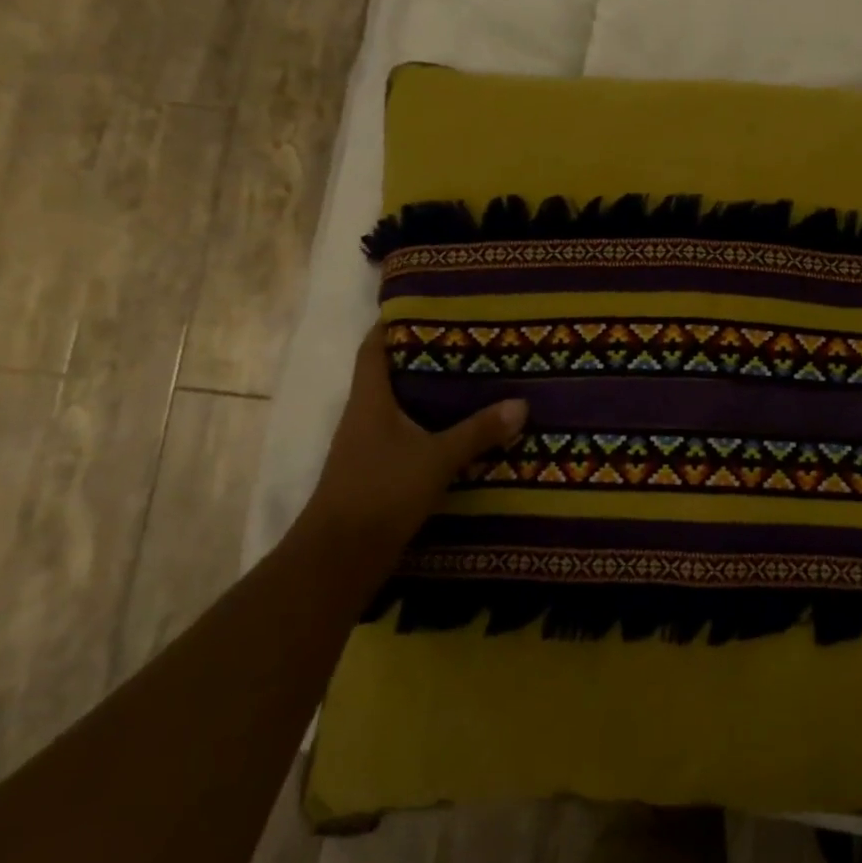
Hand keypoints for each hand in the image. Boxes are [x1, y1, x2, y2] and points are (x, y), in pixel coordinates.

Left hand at [303, 323, 526, 565]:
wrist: (339, 558)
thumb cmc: (381, 493)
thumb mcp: (437, 459)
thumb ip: (479, 431)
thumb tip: (522, 404)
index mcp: (370, 400)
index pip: (374, 347)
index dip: (392, 322)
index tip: (426, 303)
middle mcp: (365, 416)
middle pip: (391, 373)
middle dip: (424, 355)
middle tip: (468, 338)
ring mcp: (368, 445)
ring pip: (401, 405)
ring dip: (429, 392)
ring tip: (473, 377)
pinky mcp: (378, 470)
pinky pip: (407, 433)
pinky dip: (430, 424)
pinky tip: (461, 427)